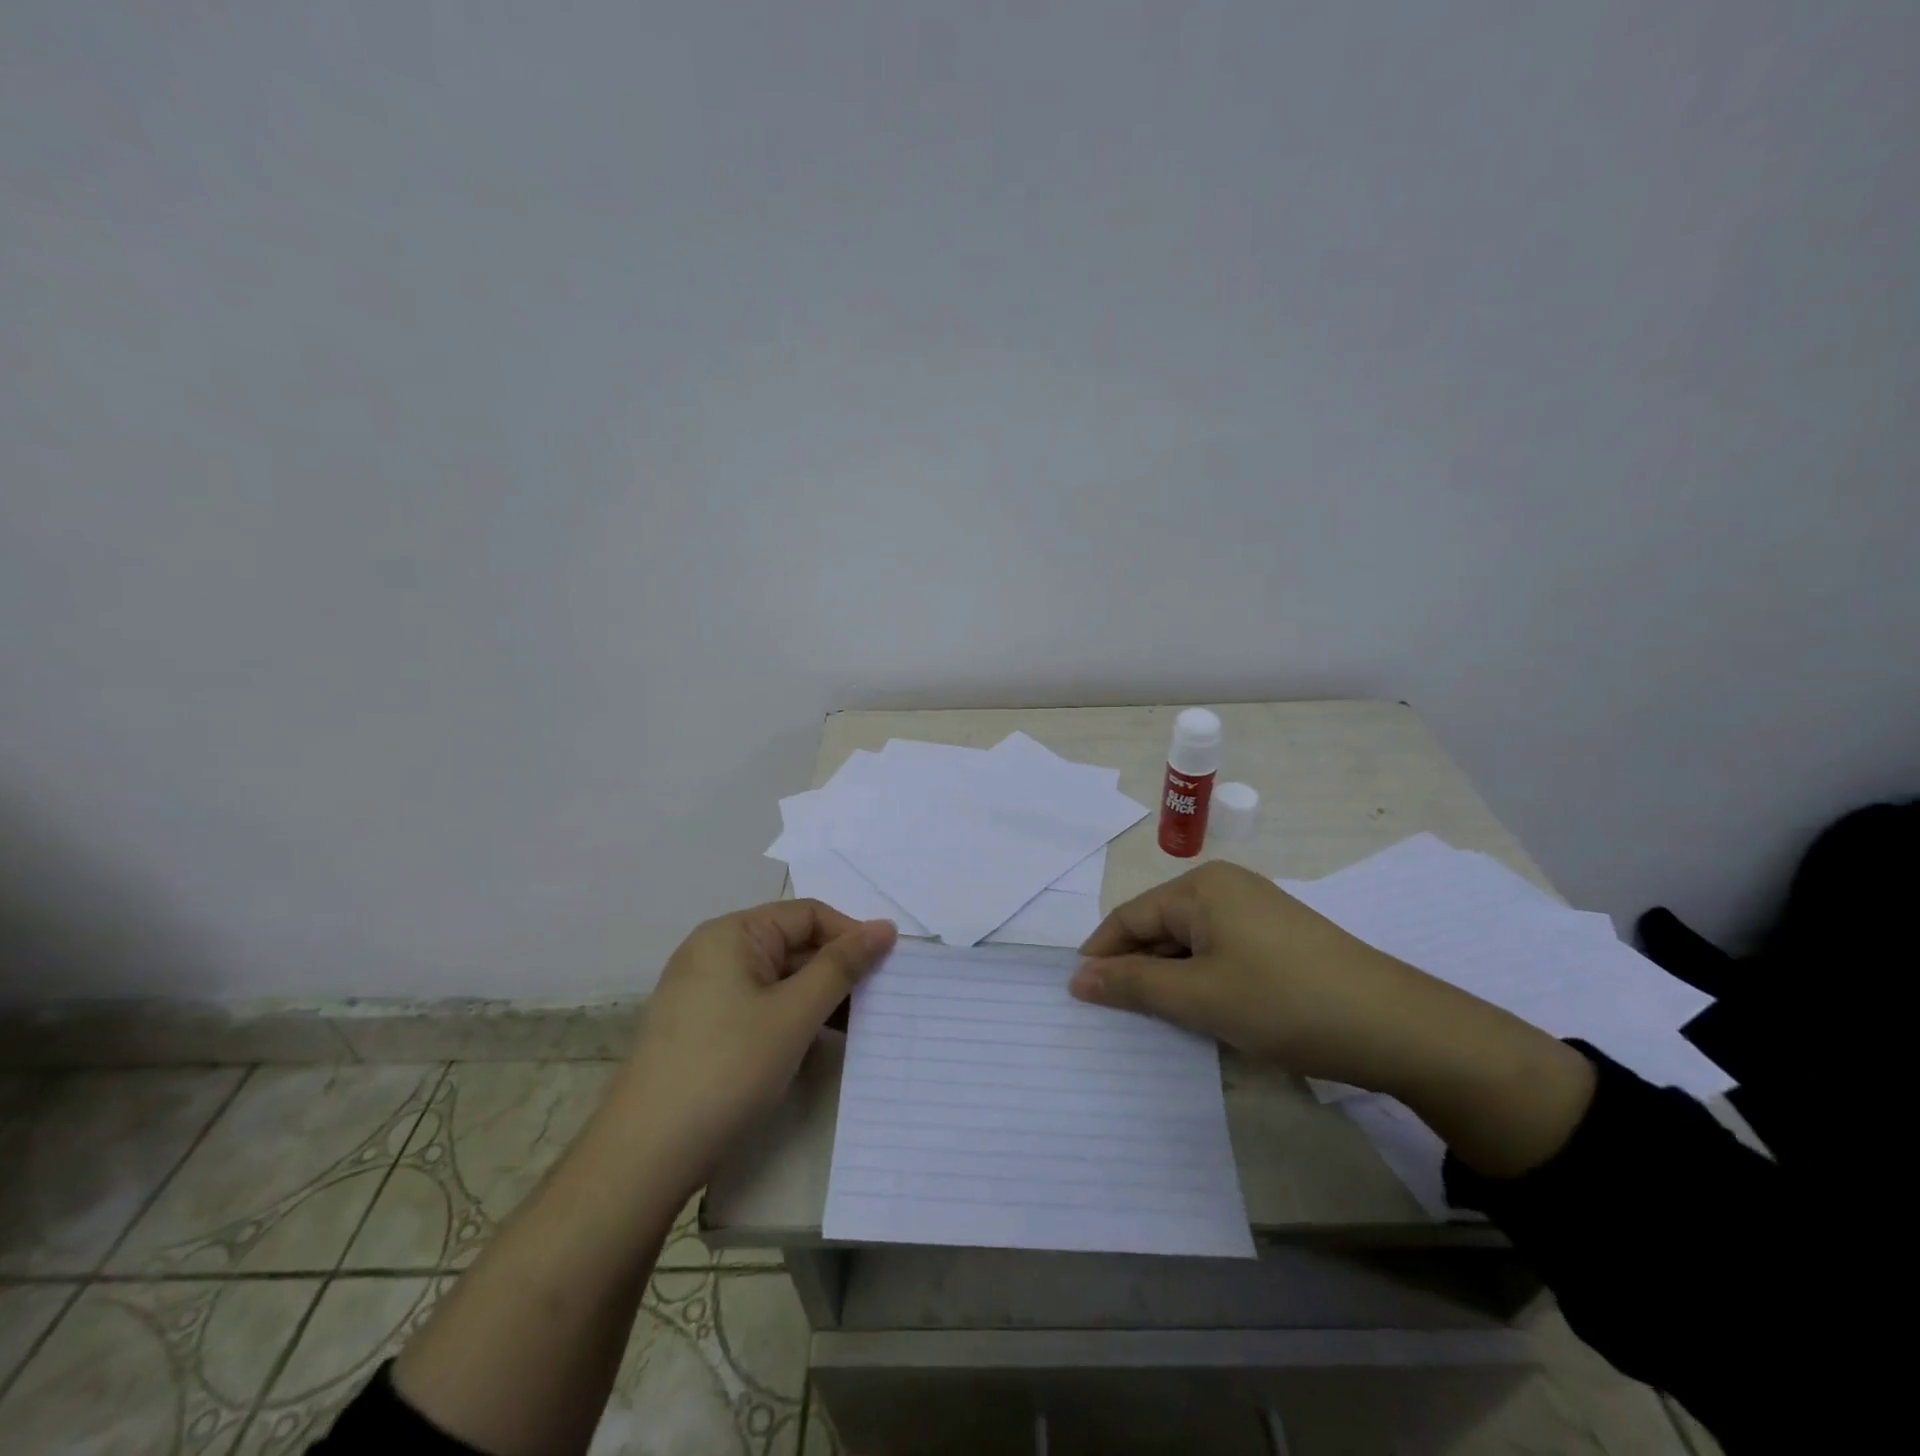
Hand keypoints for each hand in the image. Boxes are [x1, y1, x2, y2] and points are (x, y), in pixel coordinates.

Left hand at [612, 900, 896, 1196]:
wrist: (644, 1156)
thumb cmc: (726, 1069)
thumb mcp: (794, 1014)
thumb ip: (842, 966)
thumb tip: (884, 927)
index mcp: (732, 933)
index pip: (808, 915)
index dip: (851, 936)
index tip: (888, 970)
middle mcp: (715, 951)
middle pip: (793, 944)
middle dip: (837, 970)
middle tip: (880, 1003)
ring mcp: (706, 990)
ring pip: (779, 978)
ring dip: (819, 997)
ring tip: (857, 1028)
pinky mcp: (703, 1026)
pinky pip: (760, 1005)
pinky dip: (792, 1017)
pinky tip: (818, 1044)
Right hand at [1072, 861, 1441, 1089]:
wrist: (1397, 1027)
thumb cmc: (1284, 1002)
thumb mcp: (1199, 997)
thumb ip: (1132, 984)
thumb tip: (1077, 977)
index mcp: (1201, 887)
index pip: (1130, 916)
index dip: (1101, 954)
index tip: (1078, 994)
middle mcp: (1225, 887)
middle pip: (1160, 927)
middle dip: (1136, 969)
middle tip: (1115, 1016)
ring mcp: (1256, 910)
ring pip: (1191, 943)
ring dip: (1170, 979)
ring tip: (1156, 1020)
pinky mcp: (1279, 938)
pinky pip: (1221, 953)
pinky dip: (1202, 981)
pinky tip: (1204, 1013)